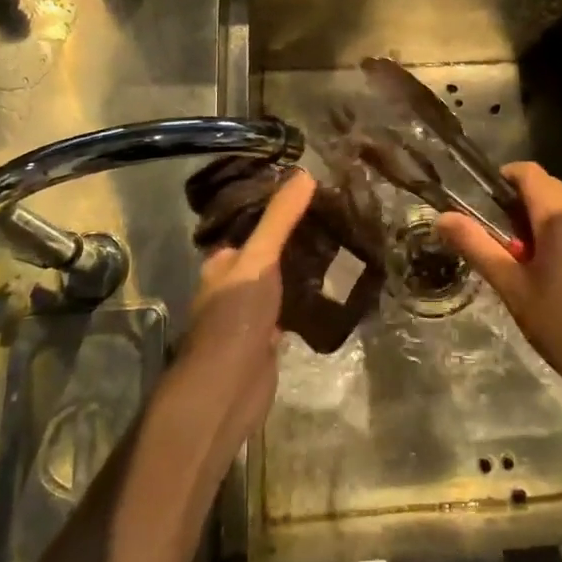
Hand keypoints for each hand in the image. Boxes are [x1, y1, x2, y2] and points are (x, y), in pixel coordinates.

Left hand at [167, 169, 313, 466]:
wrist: (228, 388)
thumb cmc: (235, 316)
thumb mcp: (259, 258)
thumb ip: (280, 219)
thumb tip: (305, 173)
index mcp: (221, 263)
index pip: (249, 226)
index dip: (275, 209)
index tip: (309, 192)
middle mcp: (232, 286)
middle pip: (266, 255)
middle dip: (293, 240)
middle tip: (332, 218)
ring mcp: (249, 315)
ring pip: (280, 282)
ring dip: (302, 270)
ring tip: (339, 246)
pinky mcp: (268, 340)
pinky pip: (290, 310)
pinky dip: (307, 300)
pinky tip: (333, 290)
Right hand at [437, 163, 561, 407]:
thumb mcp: (516, 291)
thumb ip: (479, 248)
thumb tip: (443, 217)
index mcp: (561, 215)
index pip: (529, 172)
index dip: (506, 180)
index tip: (491, 205)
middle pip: (555, 195)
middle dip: (531, 213)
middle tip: (516, 254)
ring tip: (552, 276)